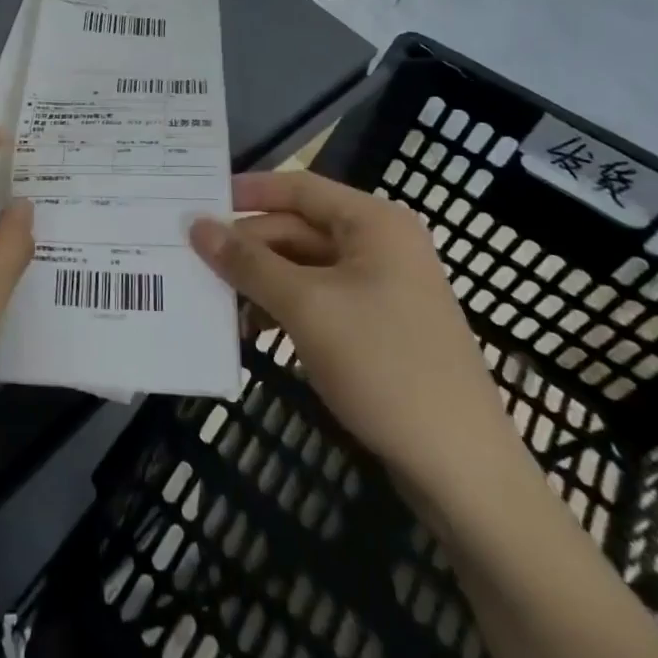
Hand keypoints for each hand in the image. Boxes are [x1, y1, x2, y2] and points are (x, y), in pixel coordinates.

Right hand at [190, 172, 516, 500]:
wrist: (463, 470)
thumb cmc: (384, 367)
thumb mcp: (306, 307)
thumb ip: (248, 263)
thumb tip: (196, 225)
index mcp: (374, 223)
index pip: (298, 187)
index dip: (247, 192)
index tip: (198, 202)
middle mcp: (381, 244)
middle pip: (299, 227)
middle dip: (249, 244)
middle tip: (193, 258)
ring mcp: (383, 287)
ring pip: (306, 266)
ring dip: (262, 279)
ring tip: (214, 296)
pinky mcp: (380, 326)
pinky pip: (320, 299)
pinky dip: (285, 306)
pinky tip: (252, 326)